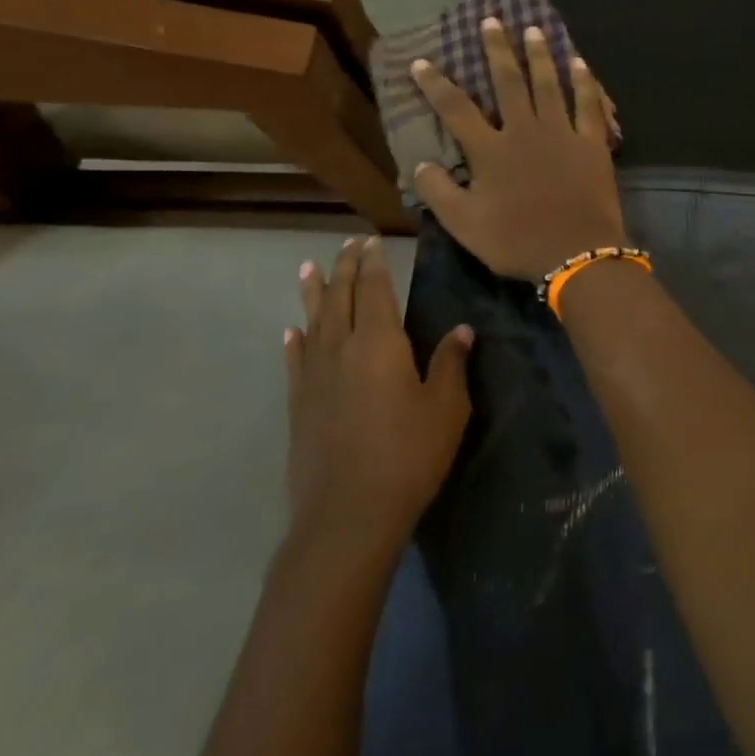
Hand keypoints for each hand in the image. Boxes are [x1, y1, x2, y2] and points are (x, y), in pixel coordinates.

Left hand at [285, 237, 472, 553]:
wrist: (347, 514)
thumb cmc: (407, 456)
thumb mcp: (445, 409)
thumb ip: (450, 364)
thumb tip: (461, 330)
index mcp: (379, 343)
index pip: (374, 289)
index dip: (373, 263)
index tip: (372, 241)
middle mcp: (341, 348)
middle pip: (340, 297)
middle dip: (344, 267)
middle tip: (347, 244)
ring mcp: (314, 376)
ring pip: (313, 321)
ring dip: (313, 292)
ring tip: (309, 268)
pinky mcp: (298, 404)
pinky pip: (296, 359)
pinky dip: (296, 340)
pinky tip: (292, 331)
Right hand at [409, 17, 626, 280]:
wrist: (577, 254)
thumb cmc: (517, 242)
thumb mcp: (465, 225)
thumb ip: (439, 192)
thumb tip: (420, 163)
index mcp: (491, 151)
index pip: (456, 109)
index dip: (436, 84)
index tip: (422, 61)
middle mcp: (525, 131)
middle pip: (508, 82)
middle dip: (497, 50)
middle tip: (491, 21)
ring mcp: (562, 134)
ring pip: (548, 84)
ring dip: (539, 55)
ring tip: (533, 29)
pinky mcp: (592, 144)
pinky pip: (588, 105)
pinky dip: (584, 82)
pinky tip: (579, 63)